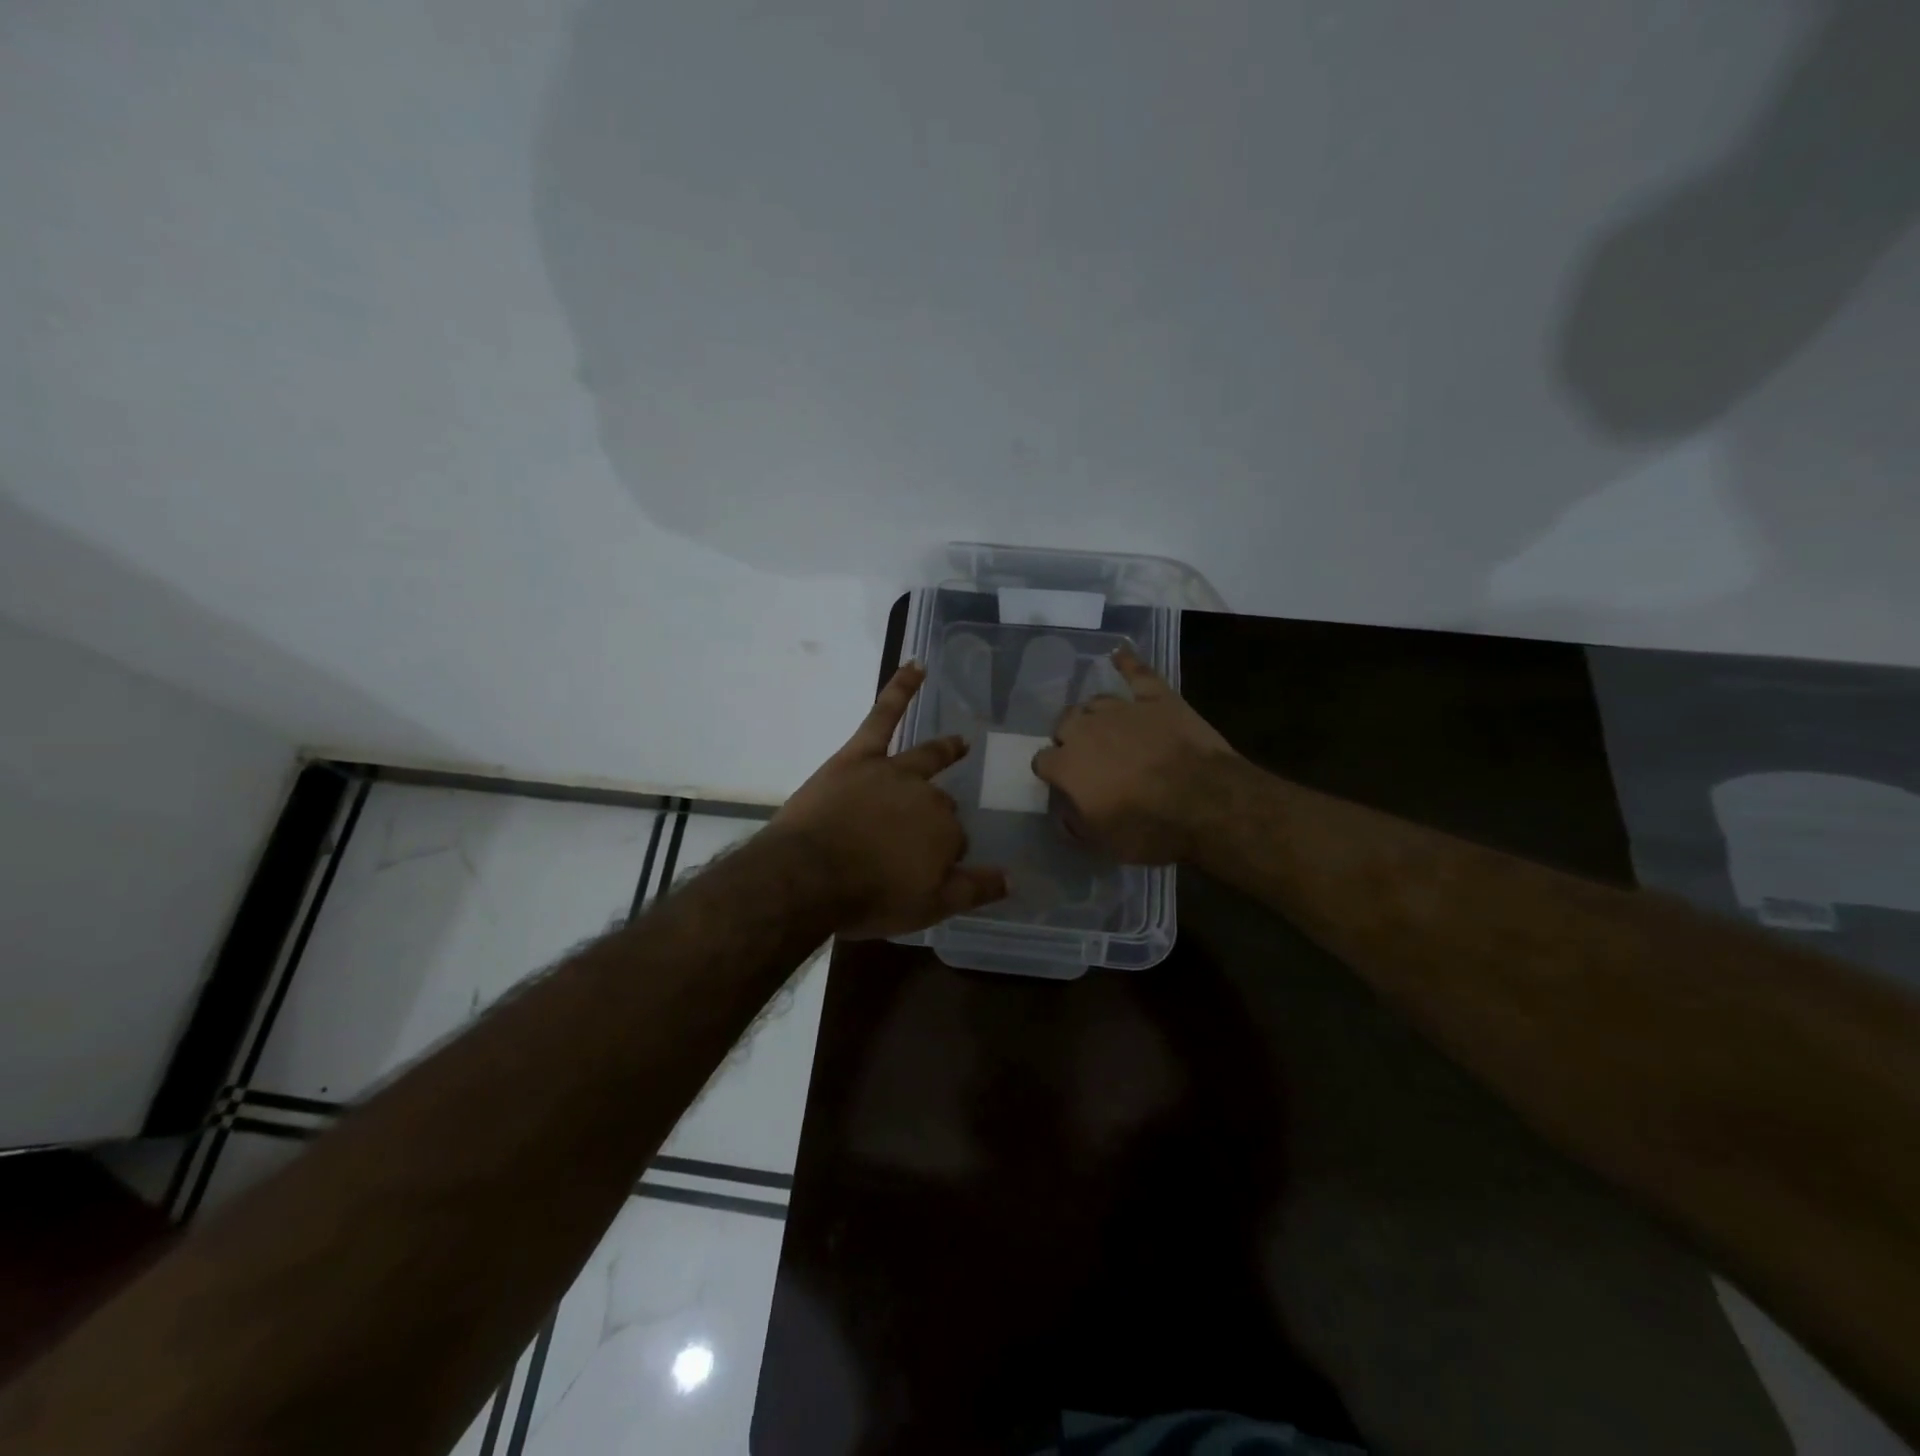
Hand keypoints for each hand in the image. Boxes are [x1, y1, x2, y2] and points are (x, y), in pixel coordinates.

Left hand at [772, 662, 1008, 937]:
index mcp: (945, 832)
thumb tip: (1013, 878)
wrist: (807, 876)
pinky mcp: (860, 756)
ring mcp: (894, 771)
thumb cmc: (868, 896)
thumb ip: (974, 890)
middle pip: (940, 804)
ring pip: (926, 758)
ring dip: (945, 749)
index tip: (925, 871)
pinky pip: (884, 715)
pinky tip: (917, 666)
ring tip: (960, 742)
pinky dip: (901, 689)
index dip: (943, 856)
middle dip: (936, 818)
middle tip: (918, 838)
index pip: (955, 841)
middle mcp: (927, 797)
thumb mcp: (929, 907)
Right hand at [1031, 647, 1237, 864]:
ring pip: (1095, 702)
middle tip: (1088, 757)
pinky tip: (1119, 654)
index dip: (1052, 772)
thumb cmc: (1149, 828)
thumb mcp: (1103, 843)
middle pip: (1065, 723)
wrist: (1205, 802)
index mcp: (1067, 765)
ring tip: (1106, 727)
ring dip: (1095, 715)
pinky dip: (1127, 663)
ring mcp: (1123, 709)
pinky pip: (1137, 672)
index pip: (1043, 761)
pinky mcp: (1157, 698)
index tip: (1062, 783)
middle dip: (1069, 738)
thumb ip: (1075, 825)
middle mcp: (1086, 730)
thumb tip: (1064, 814)